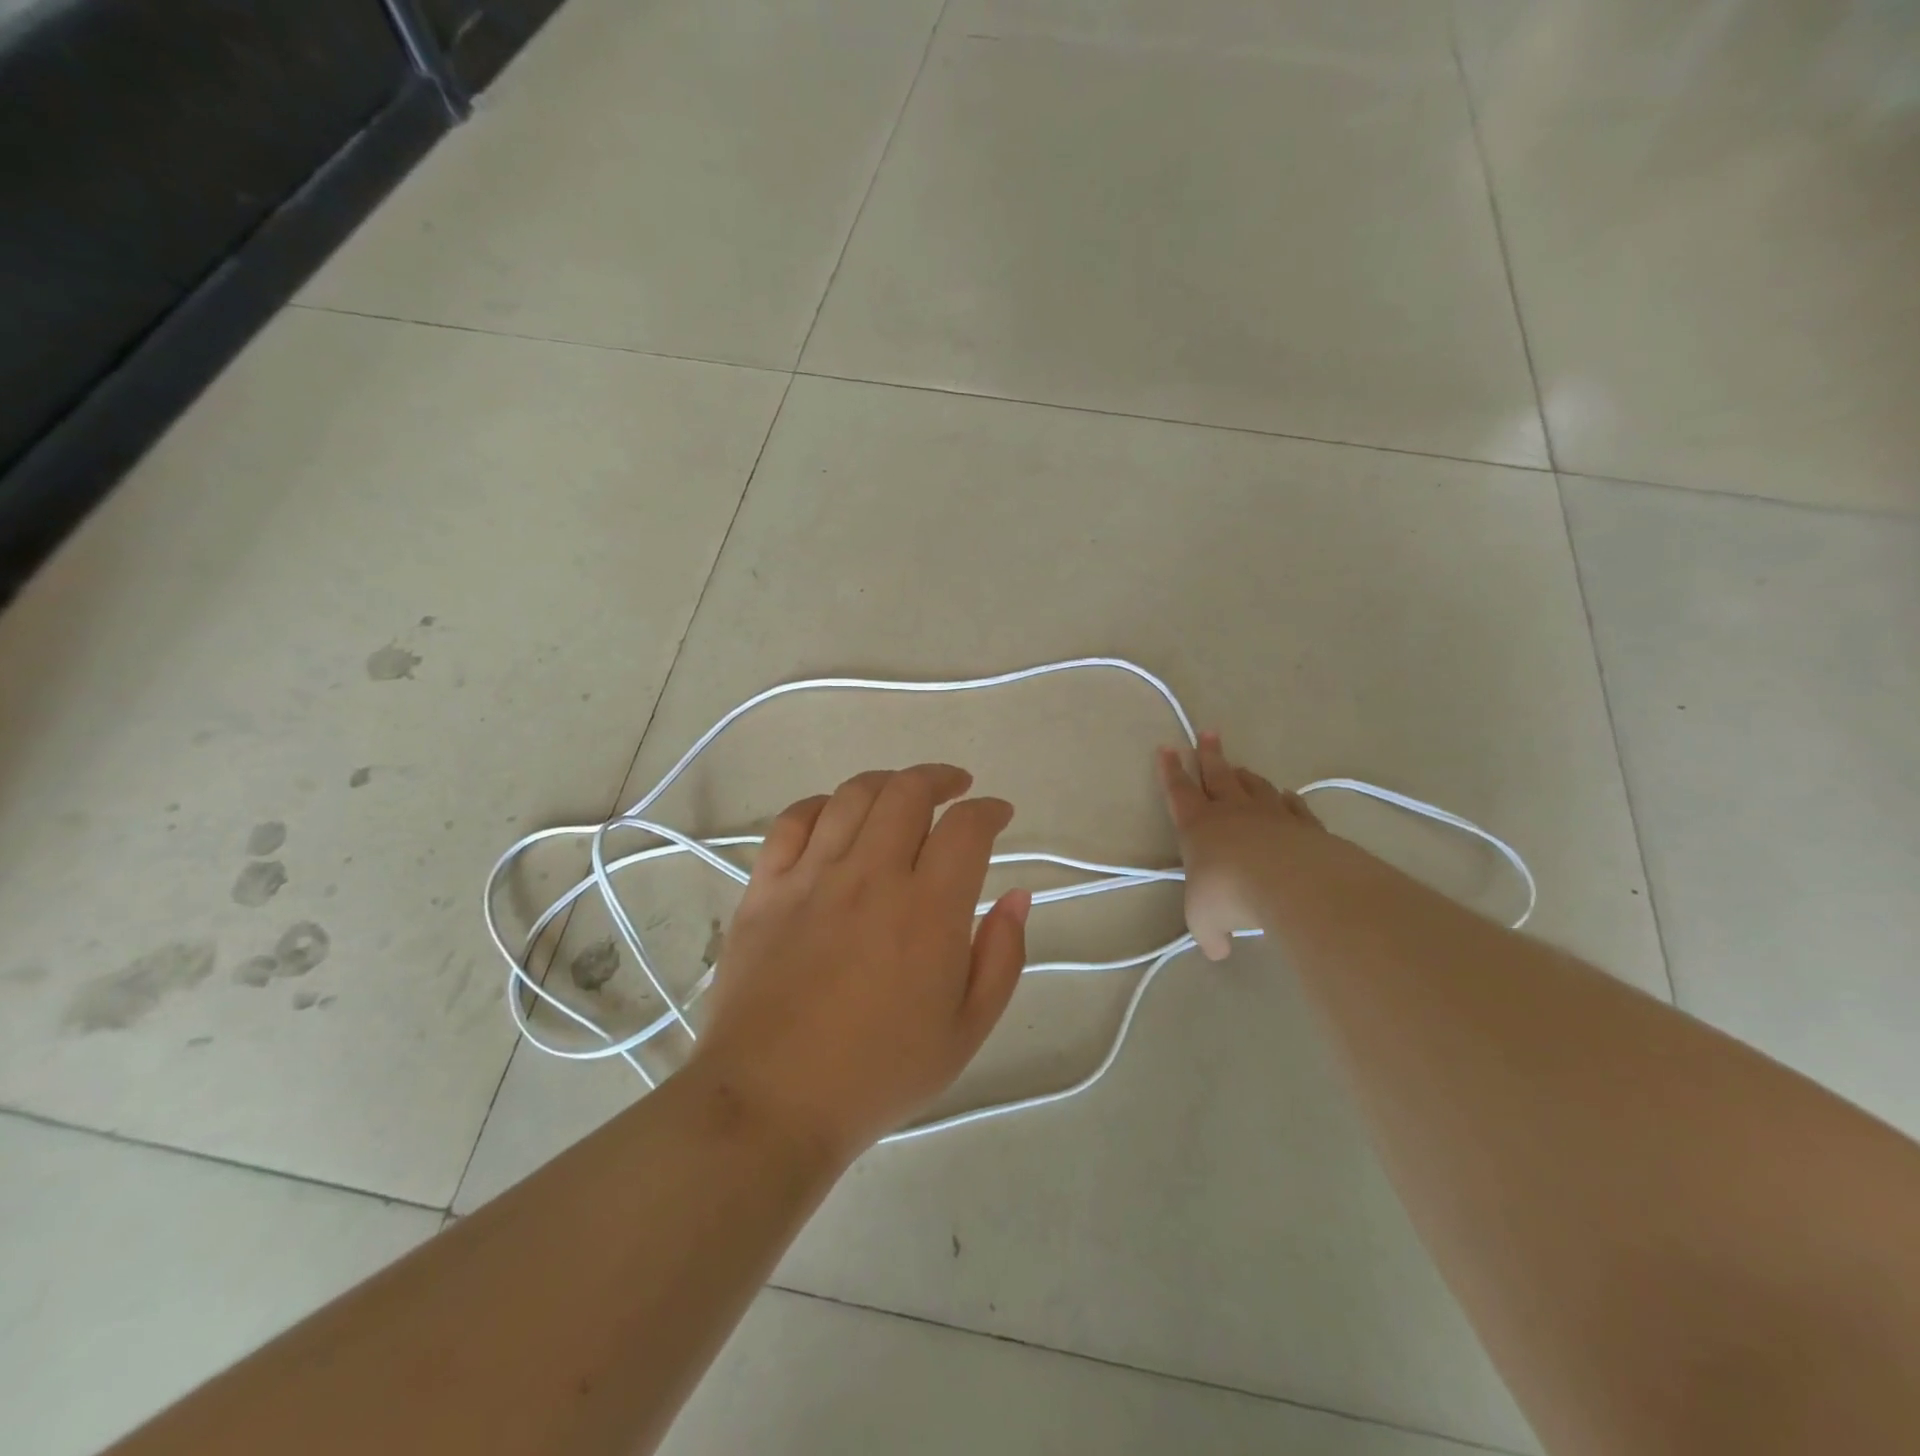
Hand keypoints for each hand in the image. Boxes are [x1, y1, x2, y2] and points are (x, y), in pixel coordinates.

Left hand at [689, 764, 1030, 1160]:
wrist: (771, 1103)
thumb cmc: (878, 1074)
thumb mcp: (966, 1031)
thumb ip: (1001, 957)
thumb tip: (1016, 896)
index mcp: (927, 910)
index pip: (966, 828)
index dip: (989, 811)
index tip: (998, 815)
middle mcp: (871, 876)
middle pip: (909, 792)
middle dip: (941, 779)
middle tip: (956, 789)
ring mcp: (812, 876)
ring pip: (854, 795)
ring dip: (888, 783)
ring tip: (903, 794)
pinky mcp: (766, 887)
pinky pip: (794, 820)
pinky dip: (823, 805)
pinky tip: (837, 816)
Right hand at [1157, 732, 1321, 960]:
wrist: (1289, 882)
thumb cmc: (1229, 894)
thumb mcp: (1206, 920)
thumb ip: (1210, 932)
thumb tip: (1218, 950)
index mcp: (1198, 826)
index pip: (1179, 792)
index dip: (1170, 771)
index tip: (1166, 748)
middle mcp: (1232, 812)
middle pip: (1218, 775)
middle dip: (1209, 755)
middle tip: (1208, 734)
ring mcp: (1270, 815)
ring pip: (1254, 786)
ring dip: (1245, 776)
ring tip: (1240, 767)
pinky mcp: (1303, 826)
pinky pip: (1292, 807)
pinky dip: (1287, 800)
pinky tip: (1287, 796)